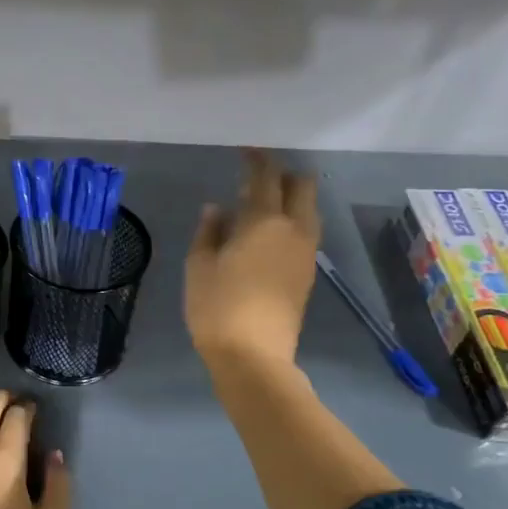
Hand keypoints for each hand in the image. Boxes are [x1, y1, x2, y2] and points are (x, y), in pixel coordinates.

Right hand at [185, 149, 320, 372]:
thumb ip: (208, 232)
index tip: (246, 151)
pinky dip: (290, 223)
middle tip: (257, 180)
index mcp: (264, 222)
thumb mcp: (199, 267)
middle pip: (302, 188)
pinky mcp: (306, 275)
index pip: (265, 178)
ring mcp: (306, 254)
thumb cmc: (217, 308)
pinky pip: (305, 234)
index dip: (256, 160)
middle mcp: (294, 231)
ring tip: (260, 208)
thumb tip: (217, 209)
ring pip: (308, 211)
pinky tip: (267, 236)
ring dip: (290, 200)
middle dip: (283, 175)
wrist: (253, 357)